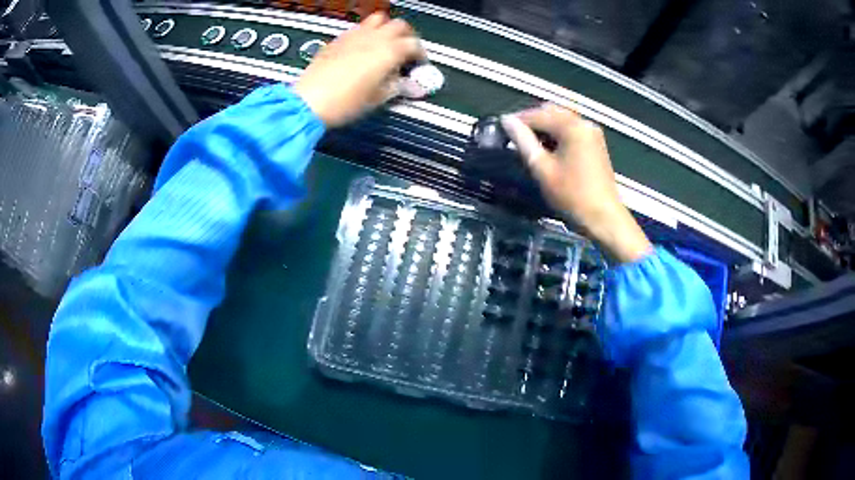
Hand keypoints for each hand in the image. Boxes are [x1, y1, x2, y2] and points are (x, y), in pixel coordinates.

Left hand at [293, 13, 424, 126]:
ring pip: (379, 19)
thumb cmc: (343, 102)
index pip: (415, 45)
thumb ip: (397, 86)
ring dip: (387, 28)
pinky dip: (367, 33)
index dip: (421, 55)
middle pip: (400, 25)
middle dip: (407, 36)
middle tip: (407, 49)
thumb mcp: (378, 98)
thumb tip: (405, 83)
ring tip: (386, 42)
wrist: (310, 102)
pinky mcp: (338, 39)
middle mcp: (374, 38)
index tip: (419, 64)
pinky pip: (358, 28)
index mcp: (389, 51)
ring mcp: (355, 35)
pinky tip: (363, 47)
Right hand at [501, 104, 651, 262]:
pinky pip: (572, 129)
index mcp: (572, 126)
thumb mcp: (542, 168)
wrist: (603, 217)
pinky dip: (558, 133)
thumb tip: (506, 120)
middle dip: (532, 121)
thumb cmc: (571, 195)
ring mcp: (592, 132)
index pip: (538, 114)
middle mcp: (584, 123)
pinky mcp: (596, 143)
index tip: (501, 128)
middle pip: (552, 112)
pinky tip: (548, 148)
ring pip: (562, 120)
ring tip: (529, 144)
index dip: (518, 120)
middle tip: (515, 137)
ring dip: (545, 127)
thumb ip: (523, 141)